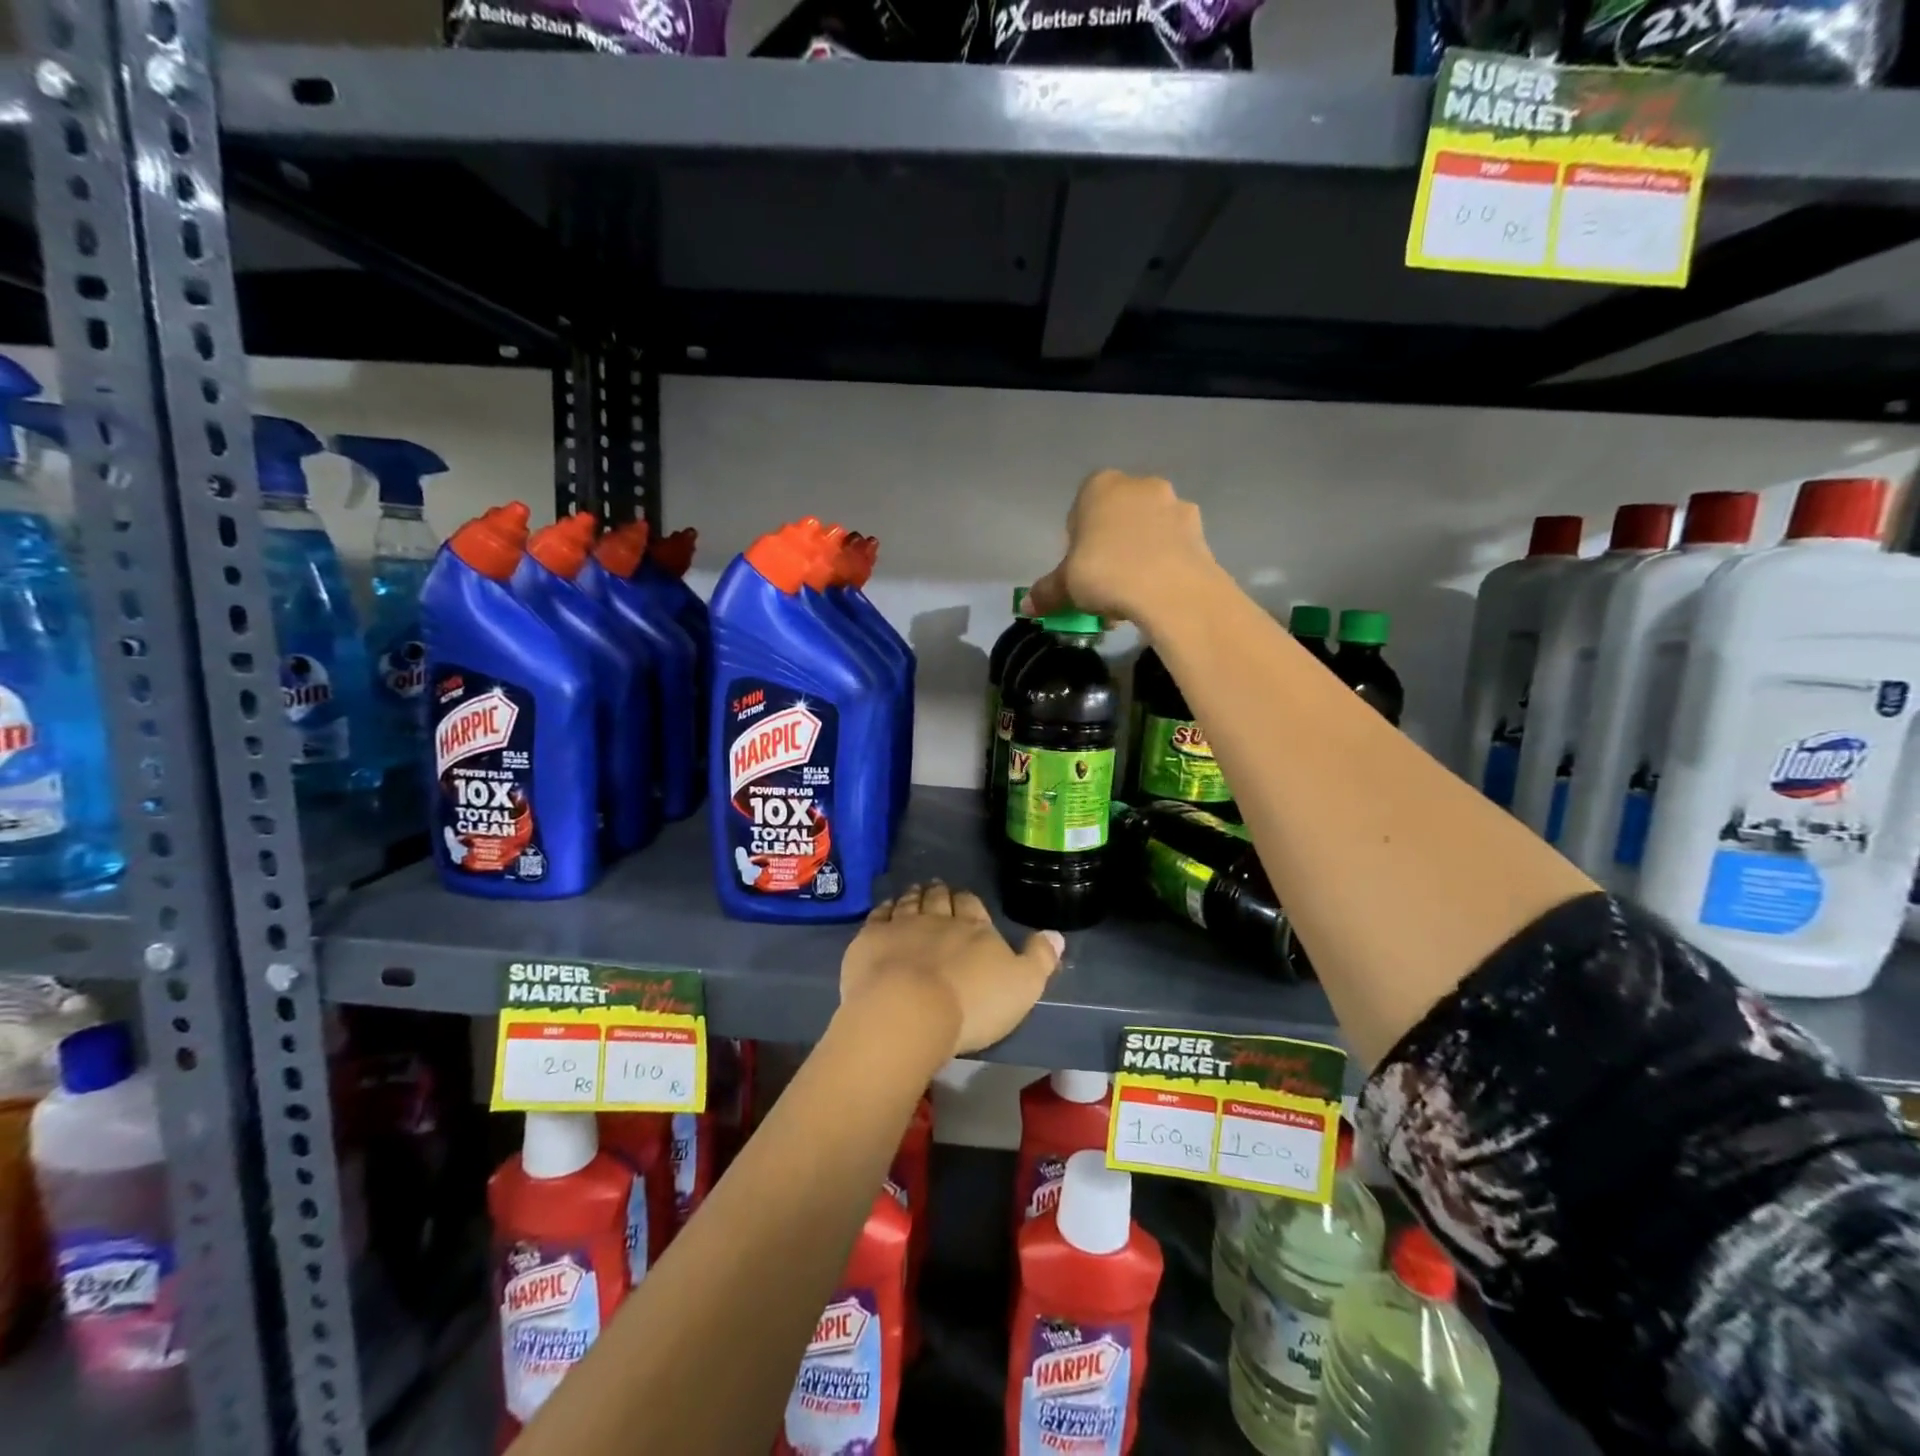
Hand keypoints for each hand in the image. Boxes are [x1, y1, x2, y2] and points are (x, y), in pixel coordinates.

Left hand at [840, 882, 1063, 1056]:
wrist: (909, 1011)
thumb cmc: (972, 1004)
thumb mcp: (1023, 986)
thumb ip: (1040, 958)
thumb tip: (1057, 934)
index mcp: (975, 928)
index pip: (973, 905)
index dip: (969, 901)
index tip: (964, 898)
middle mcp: (938, 918)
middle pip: (940, 899)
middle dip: (940, 893)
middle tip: (937, 887)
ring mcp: (901, 926)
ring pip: (909, 903)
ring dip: (913, 896)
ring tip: (914, 890)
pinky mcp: (870, 940)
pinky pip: (879, 916)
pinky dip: (884, 909)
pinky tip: (885, 909)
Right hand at [1026, 469, 1218, 625]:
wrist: (1171, 590)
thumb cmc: (1106, 574)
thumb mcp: (1066, 586)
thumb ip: (1047, 592)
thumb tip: (1028, 606)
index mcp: (1100, 486)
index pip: (1080, 509)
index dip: (1077, 541)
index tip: (1079, 570)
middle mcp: (1139, 485)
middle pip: (1117, 516)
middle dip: (1111, 546)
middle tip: (1104, 583)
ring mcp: (1174, 504)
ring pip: (1148, 529)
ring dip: (1139, 554)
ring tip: (1132, 595)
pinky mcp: (1200, 530)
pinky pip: (1172, 546)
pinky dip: (1164, 564)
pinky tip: (1156, 593)